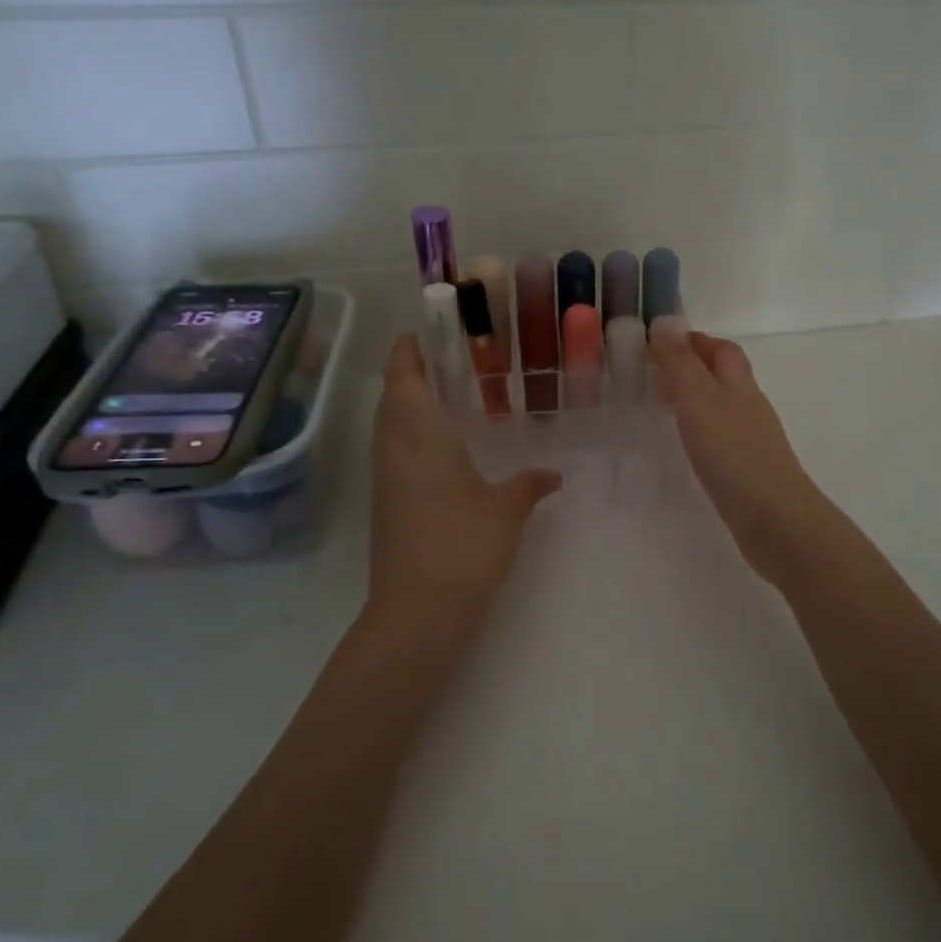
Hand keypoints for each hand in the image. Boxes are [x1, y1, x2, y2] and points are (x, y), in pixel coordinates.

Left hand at [366, 335, 560, 635]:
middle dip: (410, 373)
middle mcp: (394, 447)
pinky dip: (410, 434)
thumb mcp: (508, 510)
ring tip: (446, 397)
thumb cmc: (464, 545)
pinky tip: (441, 448)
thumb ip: (531, 484)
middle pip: (392, 396)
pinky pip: (393, 451)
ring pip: (389, 425)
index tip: (425, 332)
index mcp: (420, 434)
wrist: (418, 609)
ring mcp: (385, 477)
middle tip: (447, 361)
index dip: (409, 350)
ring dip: (407, 404)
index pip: (404, 376)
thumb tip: (554, 474)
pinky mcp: (385, 502)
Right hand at [648, 317, 829, 586]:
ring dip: (696, 398)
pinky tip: (688, 444)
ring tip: (663, 404)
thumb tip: (666, 319)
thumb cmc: (733, 454)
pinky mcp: (748, 470)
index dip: (694, 340)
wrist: (774, 520)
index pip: (722, 349)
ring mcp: (751, 440)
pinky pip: (722, 436)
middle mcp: (749, 407)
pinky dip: (701, 428)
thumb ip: (681, 362)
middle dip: (695, 366)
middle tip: (656, 371)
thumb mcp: (699, 401)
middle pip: (725, 375)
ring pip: (723, 406)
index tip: (661, 341)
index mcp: (739, 385)